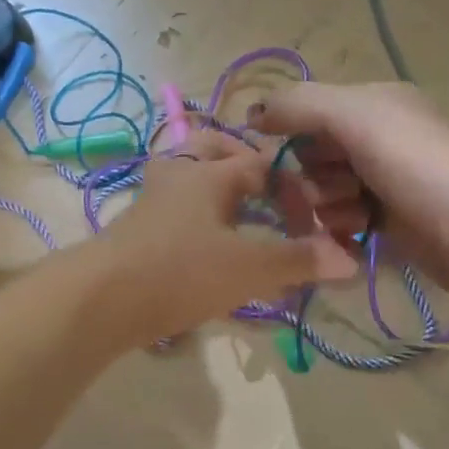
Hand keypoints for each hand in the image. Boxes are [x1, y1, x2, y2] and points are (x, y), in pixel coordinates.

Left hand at [96, 129, 356, 341]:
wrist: (100, 300)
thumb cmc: (180, 272)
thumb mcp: (248, 268)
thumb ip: (298, 261)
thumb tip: (349, 258)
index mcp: (210, 173)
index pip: (263, 165)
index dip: (295, 188)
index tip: (315, 219)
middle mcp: (179, 176)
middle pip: (211, 147)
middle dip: (242, 159)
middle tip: (267, 185)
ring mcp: (152, 201)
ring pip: (188, 175)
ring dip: (216, 185)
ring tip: (242, 212)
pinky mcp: (137, 229)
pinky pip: (174, 206)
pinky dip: (197, 212)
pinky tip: (209, 242)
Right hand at [250, 83, 448, 310]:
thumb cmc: (422, 166)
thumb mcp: (358, 117)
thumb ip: (301, 106)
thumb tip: (253, 113)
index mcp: (370, 106)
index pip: (304, 115)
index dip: (289, 137)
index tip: (280, 161)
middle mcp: (375, 141)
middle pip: (310, 160)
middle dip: (312, 179)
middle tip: (339, 189)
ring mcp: (382, 186)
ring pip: (323, 197)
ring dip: (330, 210)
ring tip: (358, 217)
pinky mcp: (389, 227)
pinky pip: (342, 227)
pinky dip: (342, 234)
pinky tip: (357, 240)